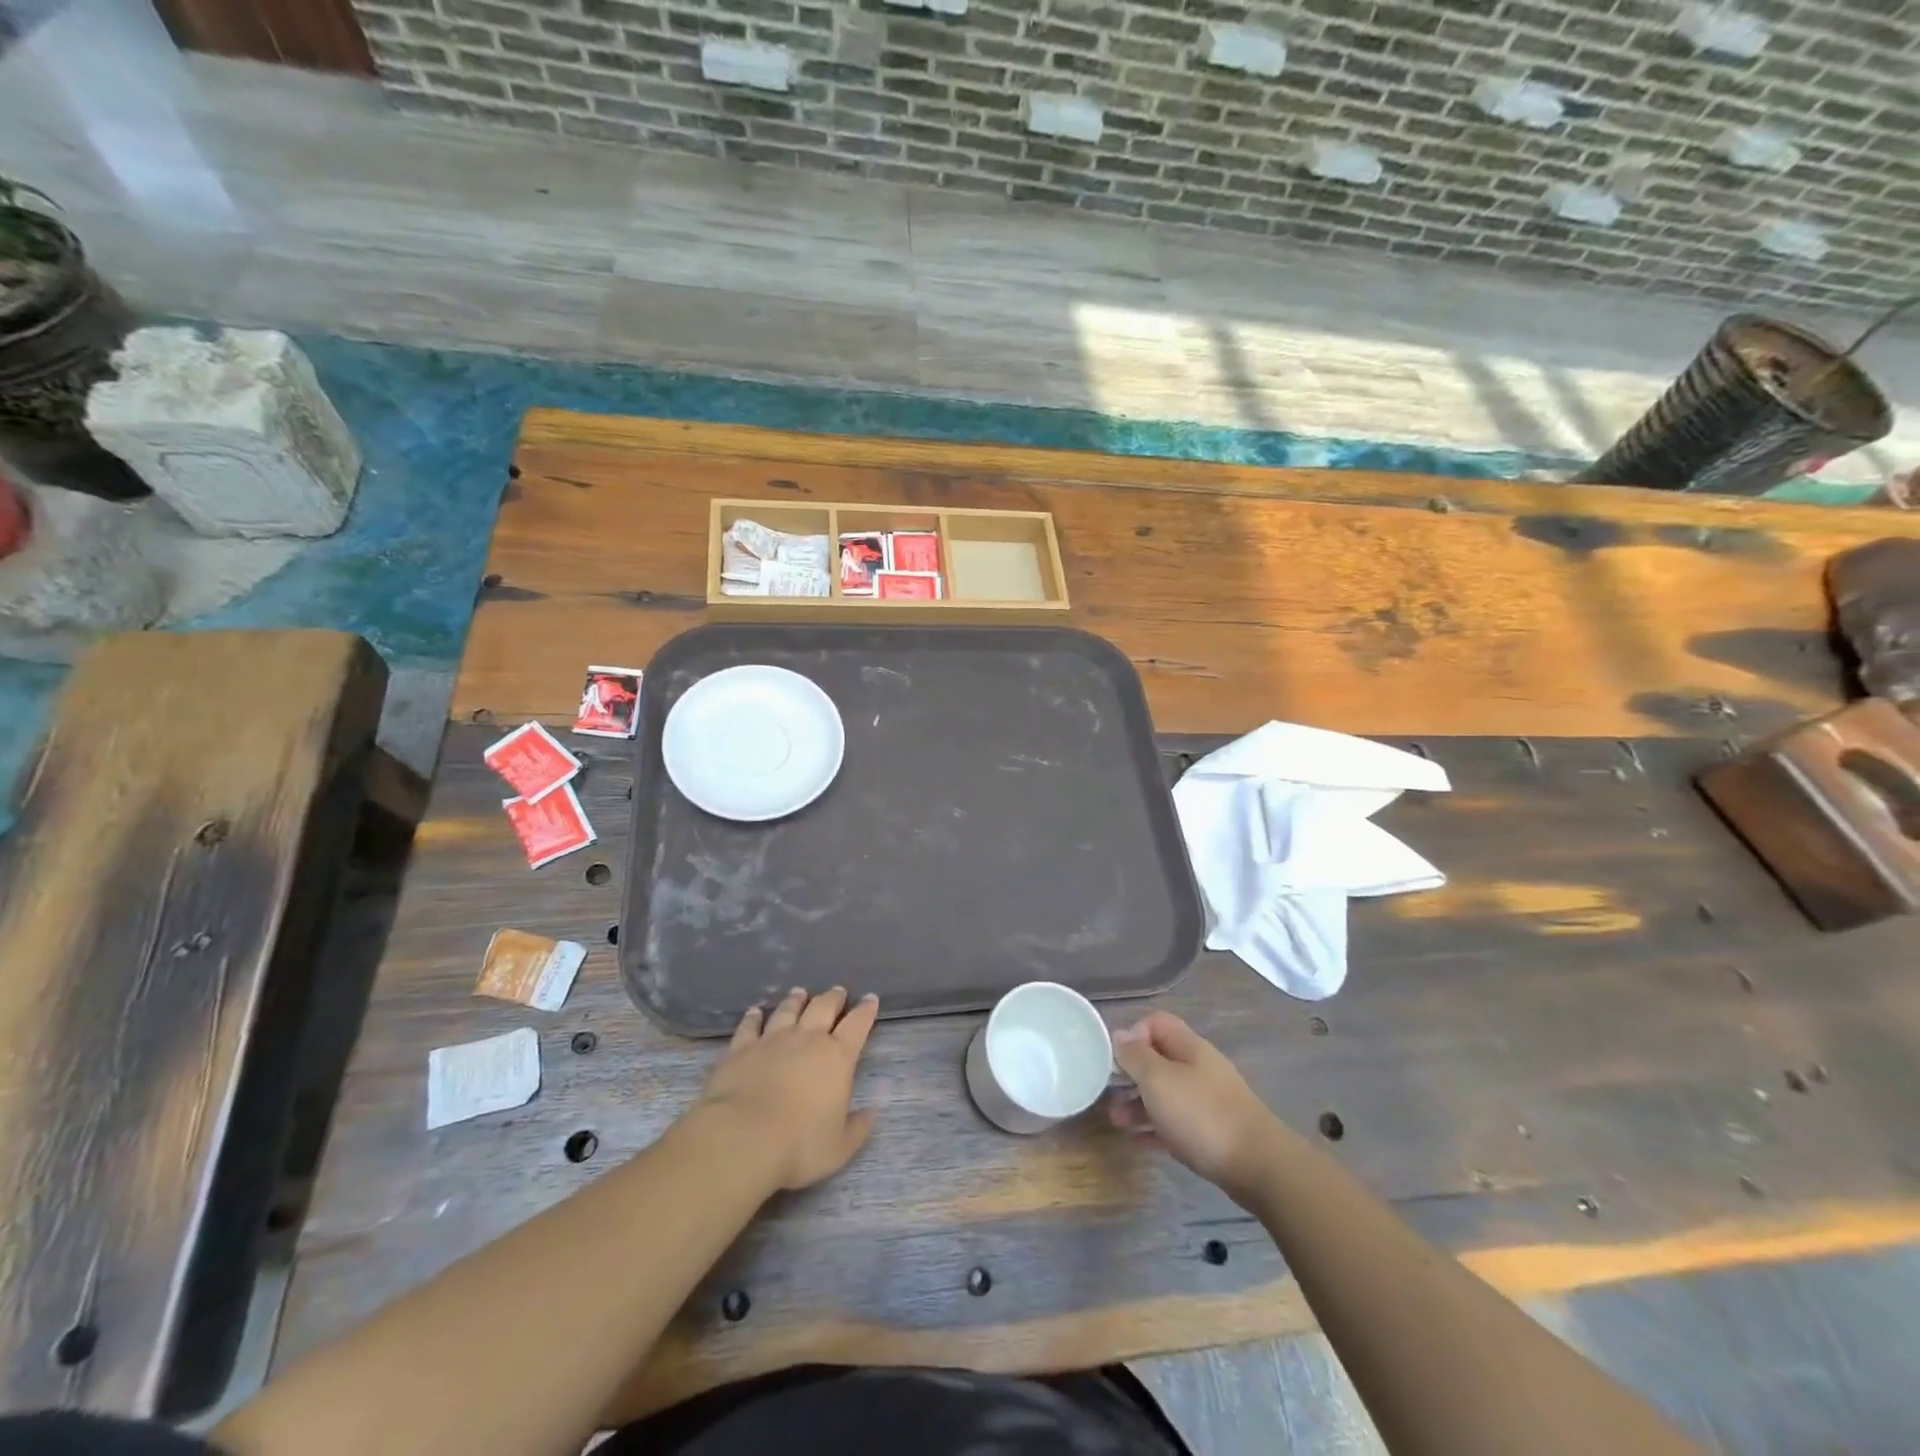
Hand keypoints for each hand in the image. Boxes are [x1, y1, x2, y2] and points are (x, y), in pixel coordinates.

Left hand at [693, 986, 879, 1191]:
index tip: (870, 999)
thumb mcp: (839, 1148)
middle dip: (833, 998)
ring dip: (796, 1000)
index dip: (865, 1010)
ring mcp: (772, 1040)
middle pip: (823, 1007)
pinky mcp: (741, 1048)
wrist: (742, 1139)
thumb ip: (857, 1128)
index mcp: (837, 1057)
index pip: (857, 1024)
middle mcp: (807, 1039)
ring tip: (800, 993)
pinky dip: (754, 1016)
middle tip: (837, 991)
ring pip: (788, 1010)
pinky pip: (750, 1025)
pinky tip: (756, 1011)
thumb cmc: (798, 1146)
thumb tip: (872, 1111)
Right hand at [1108, 1011, 1281, 1206]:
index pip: (1156, 1023)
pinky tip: (1138, 1140)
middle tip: (1109, 1093)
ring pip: (1165, 1094)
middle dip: (1131, 1075)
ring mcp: (1207, 1101)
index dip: (1133, 1034)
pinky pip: (1175, 1123)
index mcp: (1188, 1047)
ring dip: (1138, 1104)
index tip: (1117, 1059)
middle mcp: (1198, 1068)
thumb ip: (1135, 1055)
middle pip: (1158, 1060)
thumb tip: (1120, 1034)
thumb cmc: (1201, 1114)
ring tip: (1117, 1121)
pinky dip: (1155, 1128)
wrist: (1258, 1167)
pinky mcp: (1212, 1133)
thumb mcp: (1158, 1079)